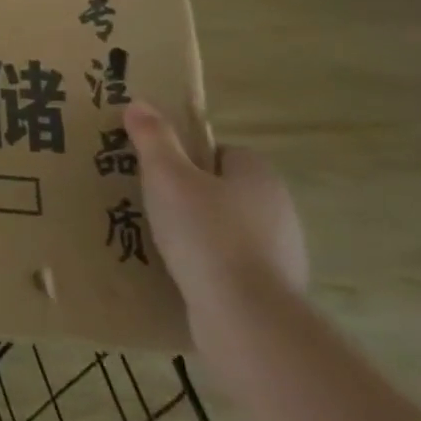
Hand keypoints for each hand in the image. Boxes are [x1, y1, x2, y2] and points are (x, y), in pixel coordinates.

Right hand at [123, 101, 307, 326]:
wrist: (247, 317)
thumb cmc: (206, 234)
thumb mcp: (167, 177)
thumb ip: (153, 138)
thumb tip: (139, 103)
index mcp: (259, 176)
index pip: (221, 152)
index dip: (188, 157)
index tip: (158, 171)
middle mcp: (279, 209)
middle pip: (224, 189)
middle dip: (189, 195)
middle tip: (149, 203)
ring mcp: (281, 253)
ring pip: (228, 229)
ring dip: (198, 233)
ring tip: (156, 241)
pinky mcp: (273, 289)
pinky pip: (231, 265)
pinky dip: (207, 266)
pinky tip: (179, 274)